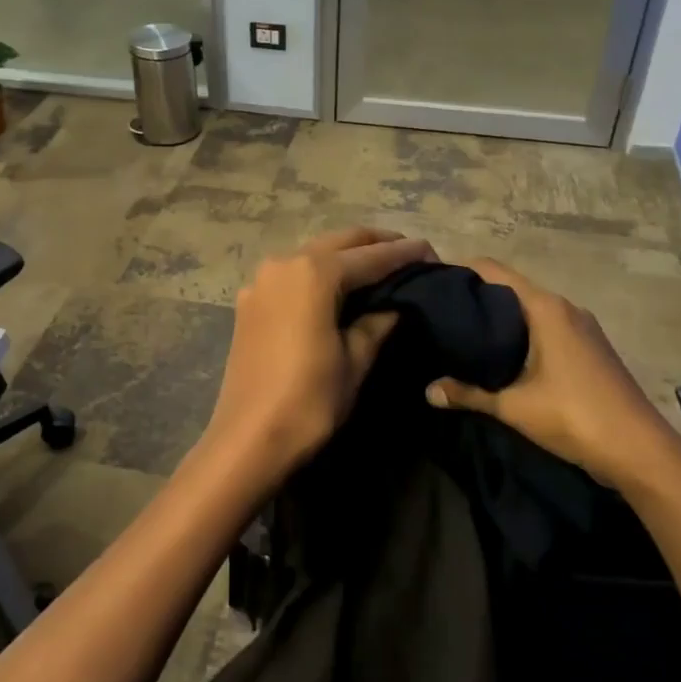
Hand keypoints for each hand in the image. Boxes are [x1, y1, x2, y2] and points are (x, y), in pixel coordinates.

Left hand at [200, 226, 436, 486]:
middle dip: (375, 244)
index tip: (432, 252)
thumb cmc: (309, 400)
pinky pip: (291, 274)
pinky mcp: (249, 302)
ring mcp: (261, 281)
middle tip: (408, 254)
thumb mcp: (354, 360)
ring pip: (313, 253)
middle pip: (339, 242)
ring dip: (345, 256)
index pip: (371, 256)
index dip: (404, 254)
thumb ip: (377, 322)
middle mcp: (284, 263)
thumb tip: (395, 304)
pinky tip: (336, 290)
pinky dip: (318, 274)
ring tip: (377, 269)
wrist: (248, 438)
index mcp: (314, 272)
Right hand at [425, 258, 680, 489]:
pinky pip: (547, 327)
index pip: (495, 271)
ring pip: (531, 310)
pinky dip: (522, 333)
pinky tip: (502, 356)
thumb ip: (468, 394)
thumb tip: (428, 391)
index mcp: (546, 308)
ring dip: (501, 317)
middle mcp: (565, 308)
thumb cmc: (574, 417)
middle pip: (512, 288)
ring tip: (465, 333)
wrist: (641, 451)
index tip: (434, 282)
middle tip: (442, 312)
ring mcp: (582, 328)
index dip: (463, 270)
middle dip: (478, 297)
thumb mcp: (513, 407)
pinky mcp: (590, 348)